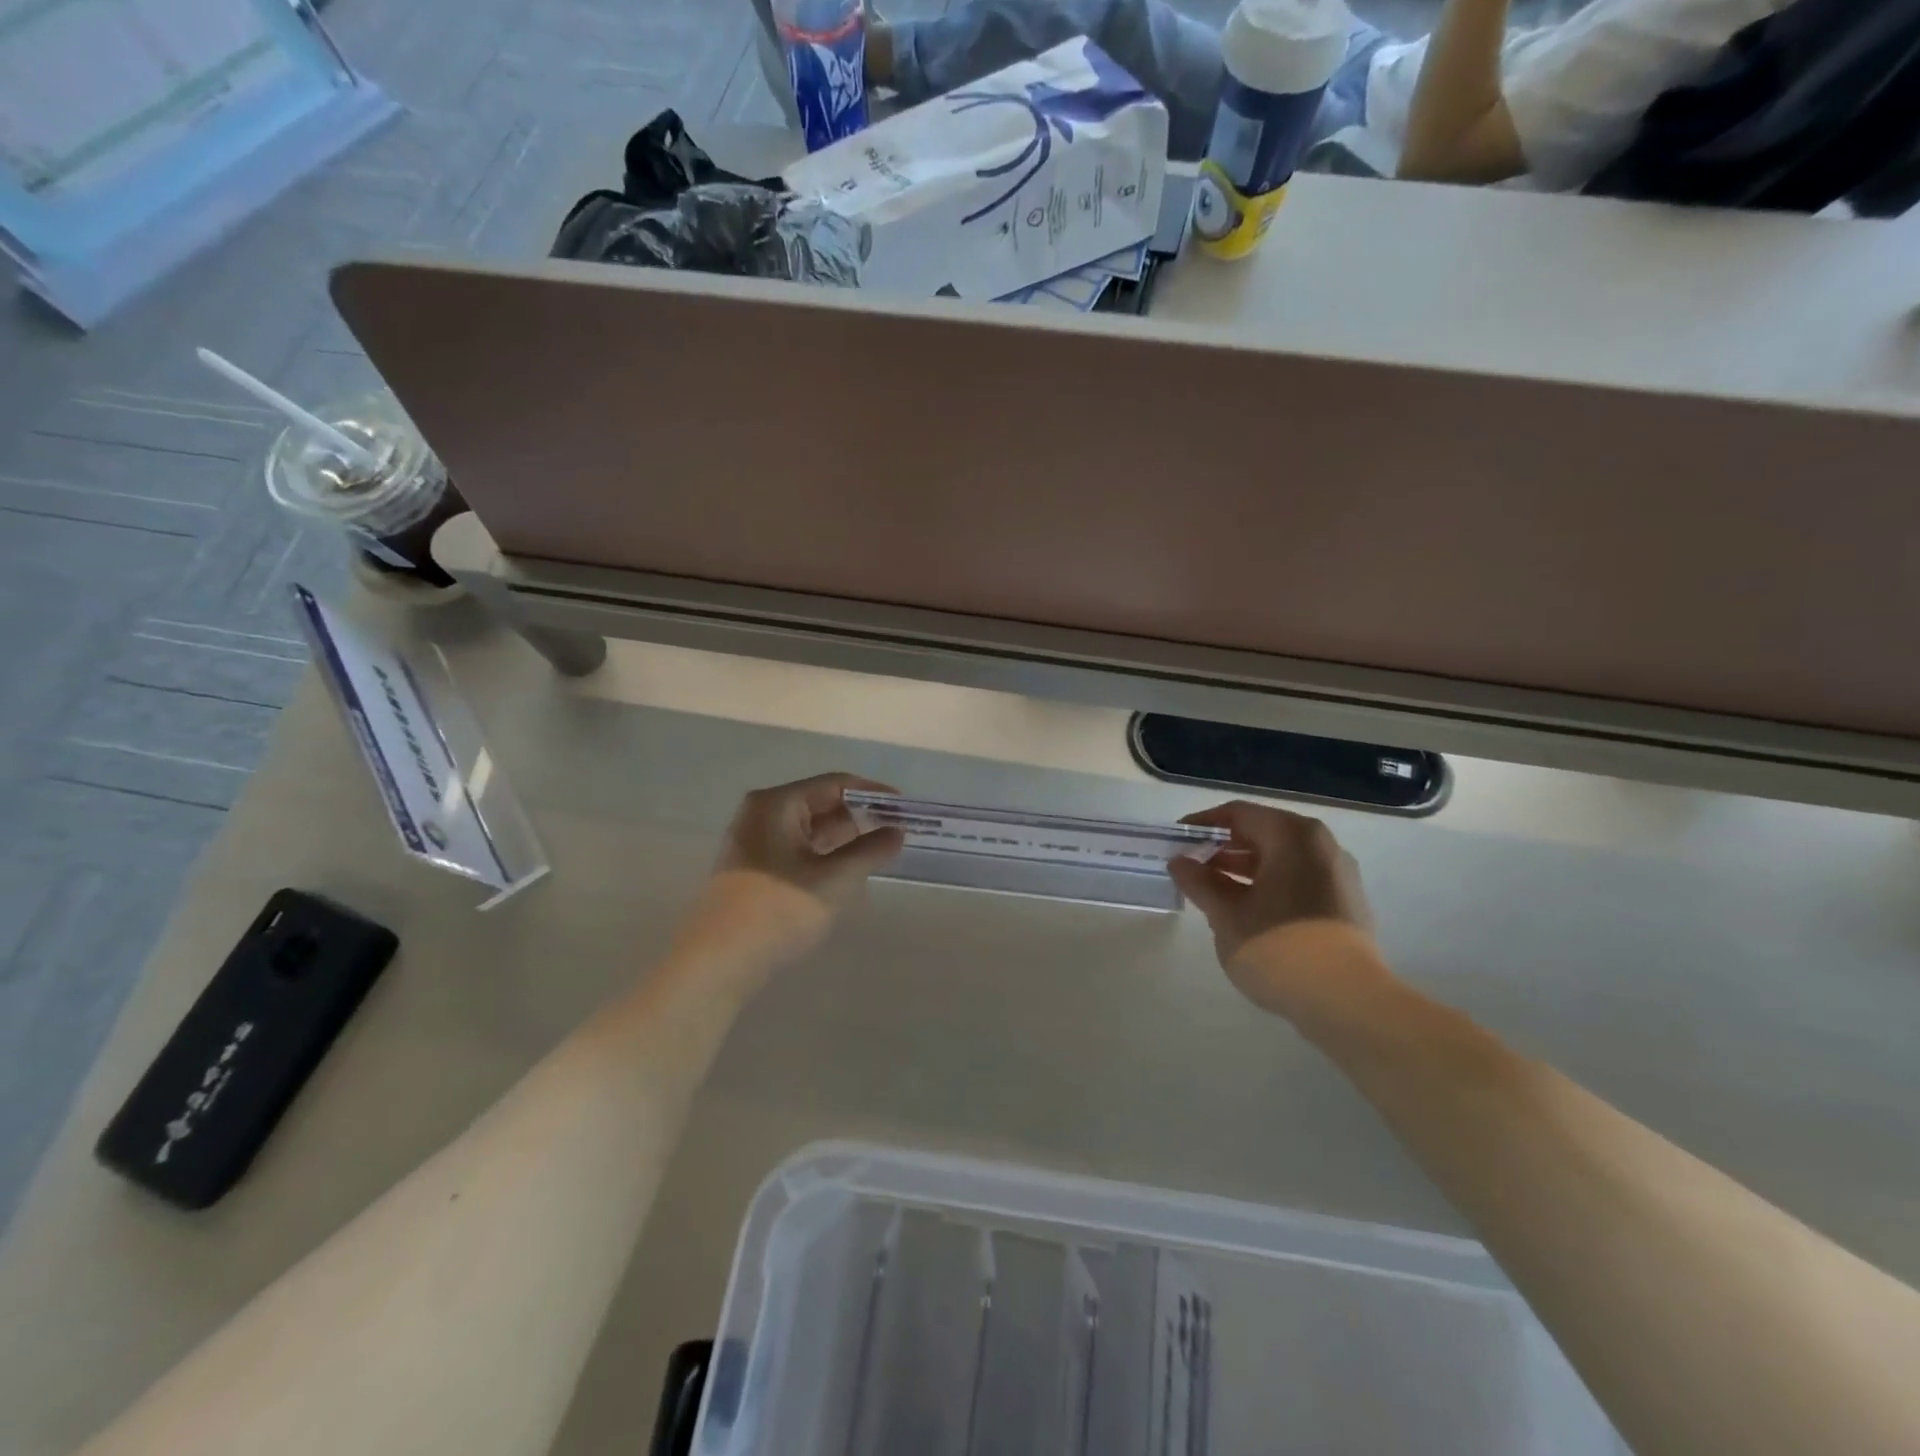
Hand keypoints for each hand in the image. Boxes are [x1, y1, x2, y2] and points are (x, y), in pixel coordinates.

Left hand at [686, 774, 904, 963]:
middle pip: (820, 802)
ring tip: (878, 853)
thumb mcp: (835, 880)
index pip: (835, 784)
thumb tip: (897, 832)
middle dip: (859, 817)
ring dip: (843, 838)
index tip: (905, 809)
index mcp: (777, 803)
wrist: (717, 962)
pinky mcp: (752, 866)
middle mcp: (761, 813)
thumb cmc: (779, 910)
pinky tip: (845, 871)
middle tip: (896, 833)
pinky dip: (824, 854)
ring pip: (809, 828)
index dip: (873, 794)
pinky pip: (796, 847)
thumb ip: (870, 851)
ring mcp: (753, 840)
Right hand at [1167, 801, 1386, 1018]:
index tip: (1176, 843)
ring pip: (1281, 858)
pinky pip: (1299, 878)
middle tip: (1191, 869)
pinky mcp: (1346, 902)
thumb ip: (1199, 882)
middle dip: (1224, 849)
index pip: (1237, 814)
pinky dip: (1270, 884)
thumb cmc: (1276, 946)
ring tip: (1214, 892)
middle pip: (1262, 833)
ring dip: (1245, 869)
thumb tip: (1179, 862)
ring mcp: (1338, 873)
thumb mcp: (1225, 914)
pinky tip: (1247, 910)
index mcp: (1290, 834)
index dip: (1202, 825)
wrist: (1345, 1000)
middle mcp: (1319, 843)